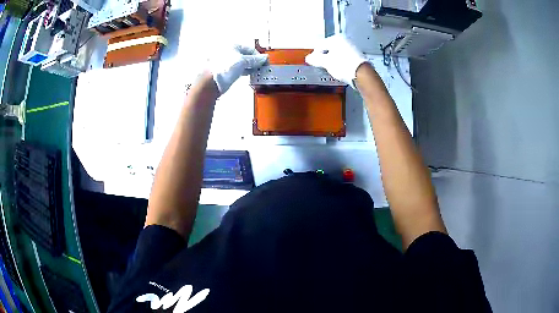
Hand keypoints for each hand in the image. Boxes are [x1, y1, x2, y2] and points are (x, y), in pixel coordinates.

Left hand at [209, 45, 267, 95]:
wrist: (210, 82)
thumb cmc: (222, 69)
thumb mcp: (243, 61)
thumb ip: (255, 59)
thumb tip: (263, 58)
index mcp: (232, 45)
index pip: (250, 48)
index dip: (259, 56)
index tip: (265, 62)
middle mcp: (228, 51)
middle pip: (246, 55)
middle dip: (254, 61)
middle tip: (261, 67)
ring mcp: (225, 61)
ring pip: (241, 62)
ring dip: (249, 67)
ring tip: (255, 72)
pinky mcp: (224, 70)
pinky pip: (237, 68)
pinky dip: (243, 71)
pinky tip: (247, 74)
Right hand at [305, 35, 367, 88]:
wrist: (362, 74)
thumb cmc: (345, 65)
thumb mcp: (326, 62)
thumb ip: (315, 59)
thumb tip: (309, 58)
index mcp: (336, 38)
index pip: (320, 45)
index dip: (315, 54)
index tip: (314, 62)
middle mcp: (345, 41)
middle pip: (329, 49)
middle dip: (325, 57)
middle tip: (322, 66)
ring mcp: (352, 48)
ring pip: (337, 53)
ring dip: (333, 61)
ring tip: (332, 69)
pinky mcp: (357, 57)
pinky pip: (344, 58)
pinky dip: (341, 63)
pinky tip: (340, 70)